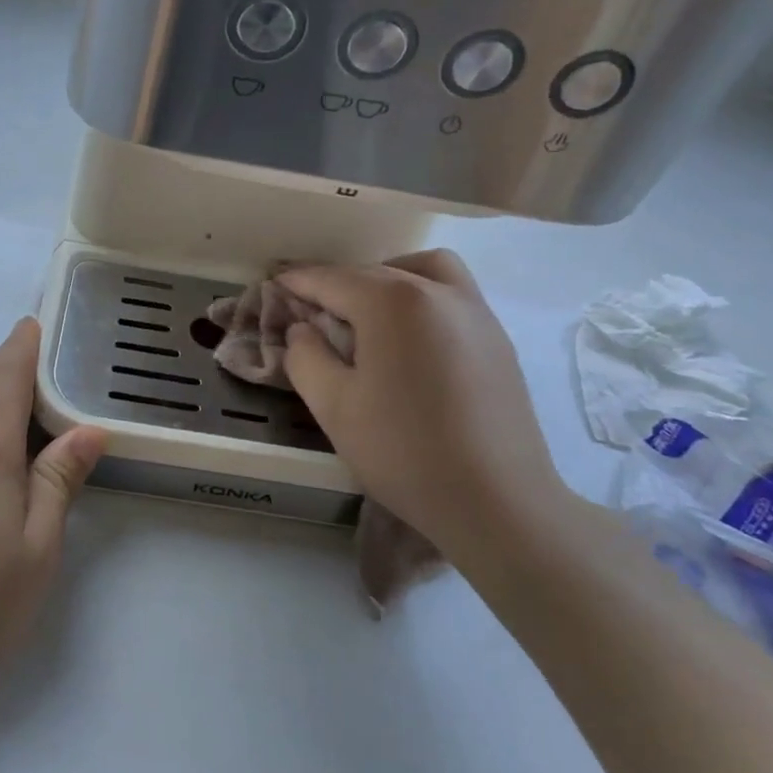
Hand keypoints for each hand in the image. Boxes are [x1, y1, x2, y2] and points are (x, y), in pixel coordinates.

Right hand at [278, 251, 574, 575]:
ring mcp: (475, 312)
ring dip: (387, 278)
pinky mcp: (497, 338)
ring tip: (367, 316)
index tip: (274, 284)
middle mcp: (437, 291)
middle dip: (337, 285)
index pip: (332, 279)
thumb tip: (303, 328)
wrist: (498, 503)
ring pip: (422, 270)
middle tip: (310, 312)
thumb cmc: (404, 452)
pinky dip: (421, 297)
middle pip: (374, 272)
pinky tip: (409, 340)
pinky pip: (451, 295)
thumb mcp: (333, 406)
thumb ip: (305, 356)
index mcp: (393, 302)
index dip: (298, 282)